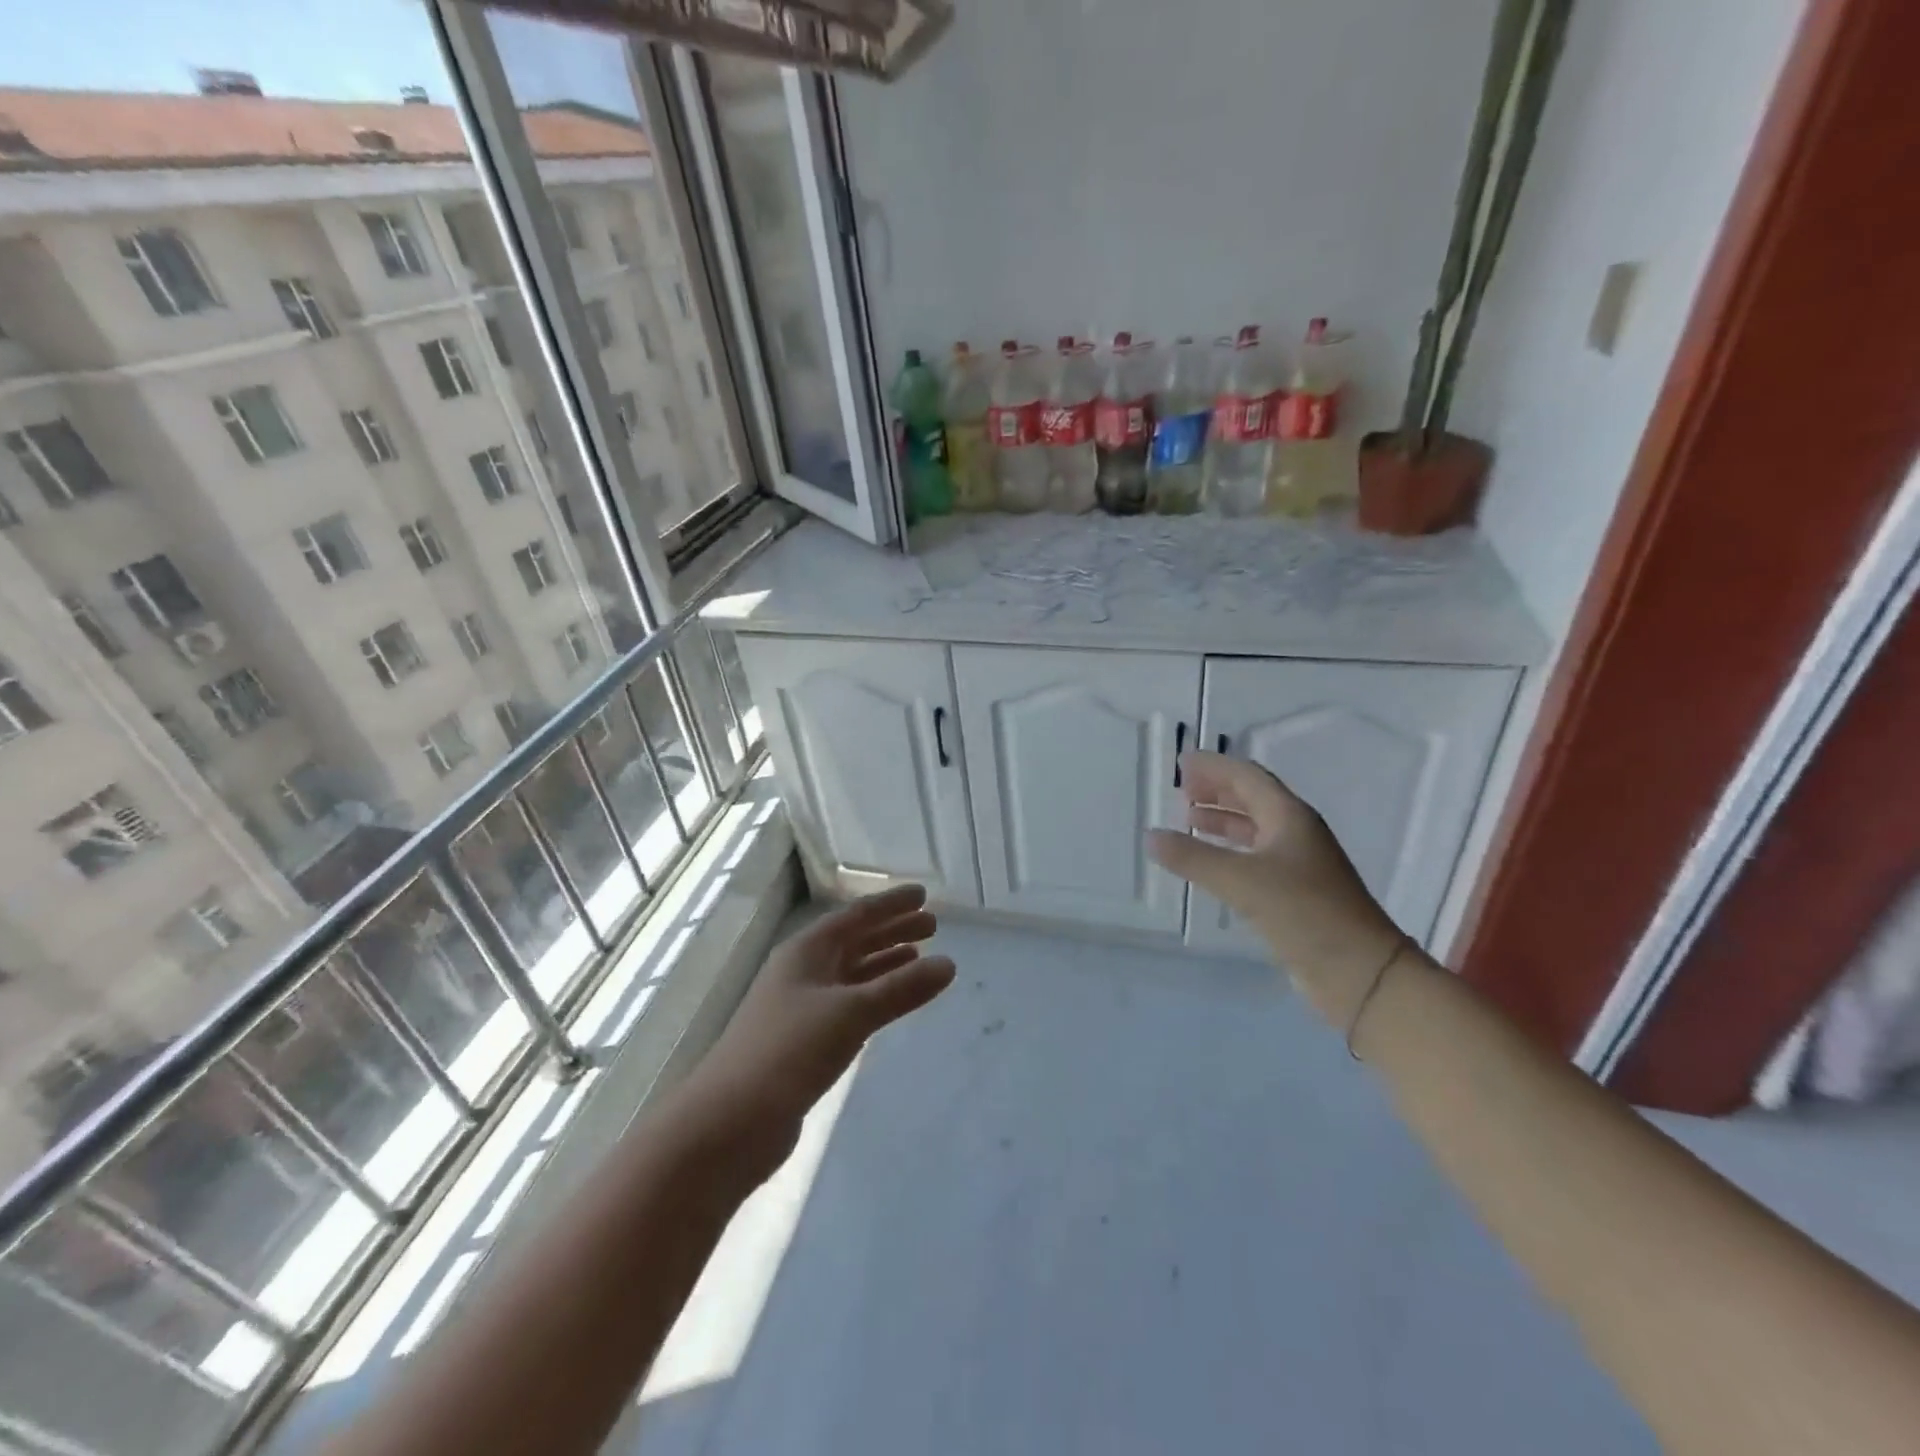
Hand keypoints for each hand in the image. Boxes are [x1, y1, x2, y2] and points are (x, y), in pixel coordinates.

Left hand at [673, 884, 954, 1183]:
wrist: (730, 1122)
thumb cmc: (789, 1051)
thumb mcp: (850, 1013)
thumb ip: (901, 989)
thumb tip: (949, 964)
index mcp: (806, 951)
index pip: (856, 916)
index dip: (891, 904)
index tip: (923, 894)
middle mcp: (803, 971)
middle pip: (855, 941)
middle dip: (892, 931)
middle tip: (933, 925)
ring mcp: (801, 1007)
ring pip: (852, 974)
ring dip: (885, 963)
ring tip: (919, 957)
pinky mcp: (804, 1041)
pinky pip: (849, 1004)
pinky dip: (874, 997)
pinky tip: (891, 1003)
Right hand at [1148, 752, 1404, 1022]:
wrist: (1361, 972)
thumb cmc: (1304, 913)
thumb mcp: (1241, 881)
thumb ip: (1193, 857)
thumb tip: (1151, 836)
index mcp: (1290, 817)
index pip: (1247, 777)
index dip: (1214, 767)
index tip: (1180, 763)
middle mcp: (1296, 833)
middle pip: (1253, 798)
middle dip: (1217, 790)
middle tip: (1181, 789)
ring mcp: (1299, 864)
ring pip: (1254, 828)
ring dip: (1222, 820)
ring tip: (1188, 819)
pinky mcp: (1296, 893)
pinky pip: (1255, 857)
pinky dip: (1229, 850)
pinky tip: (1210, 862)